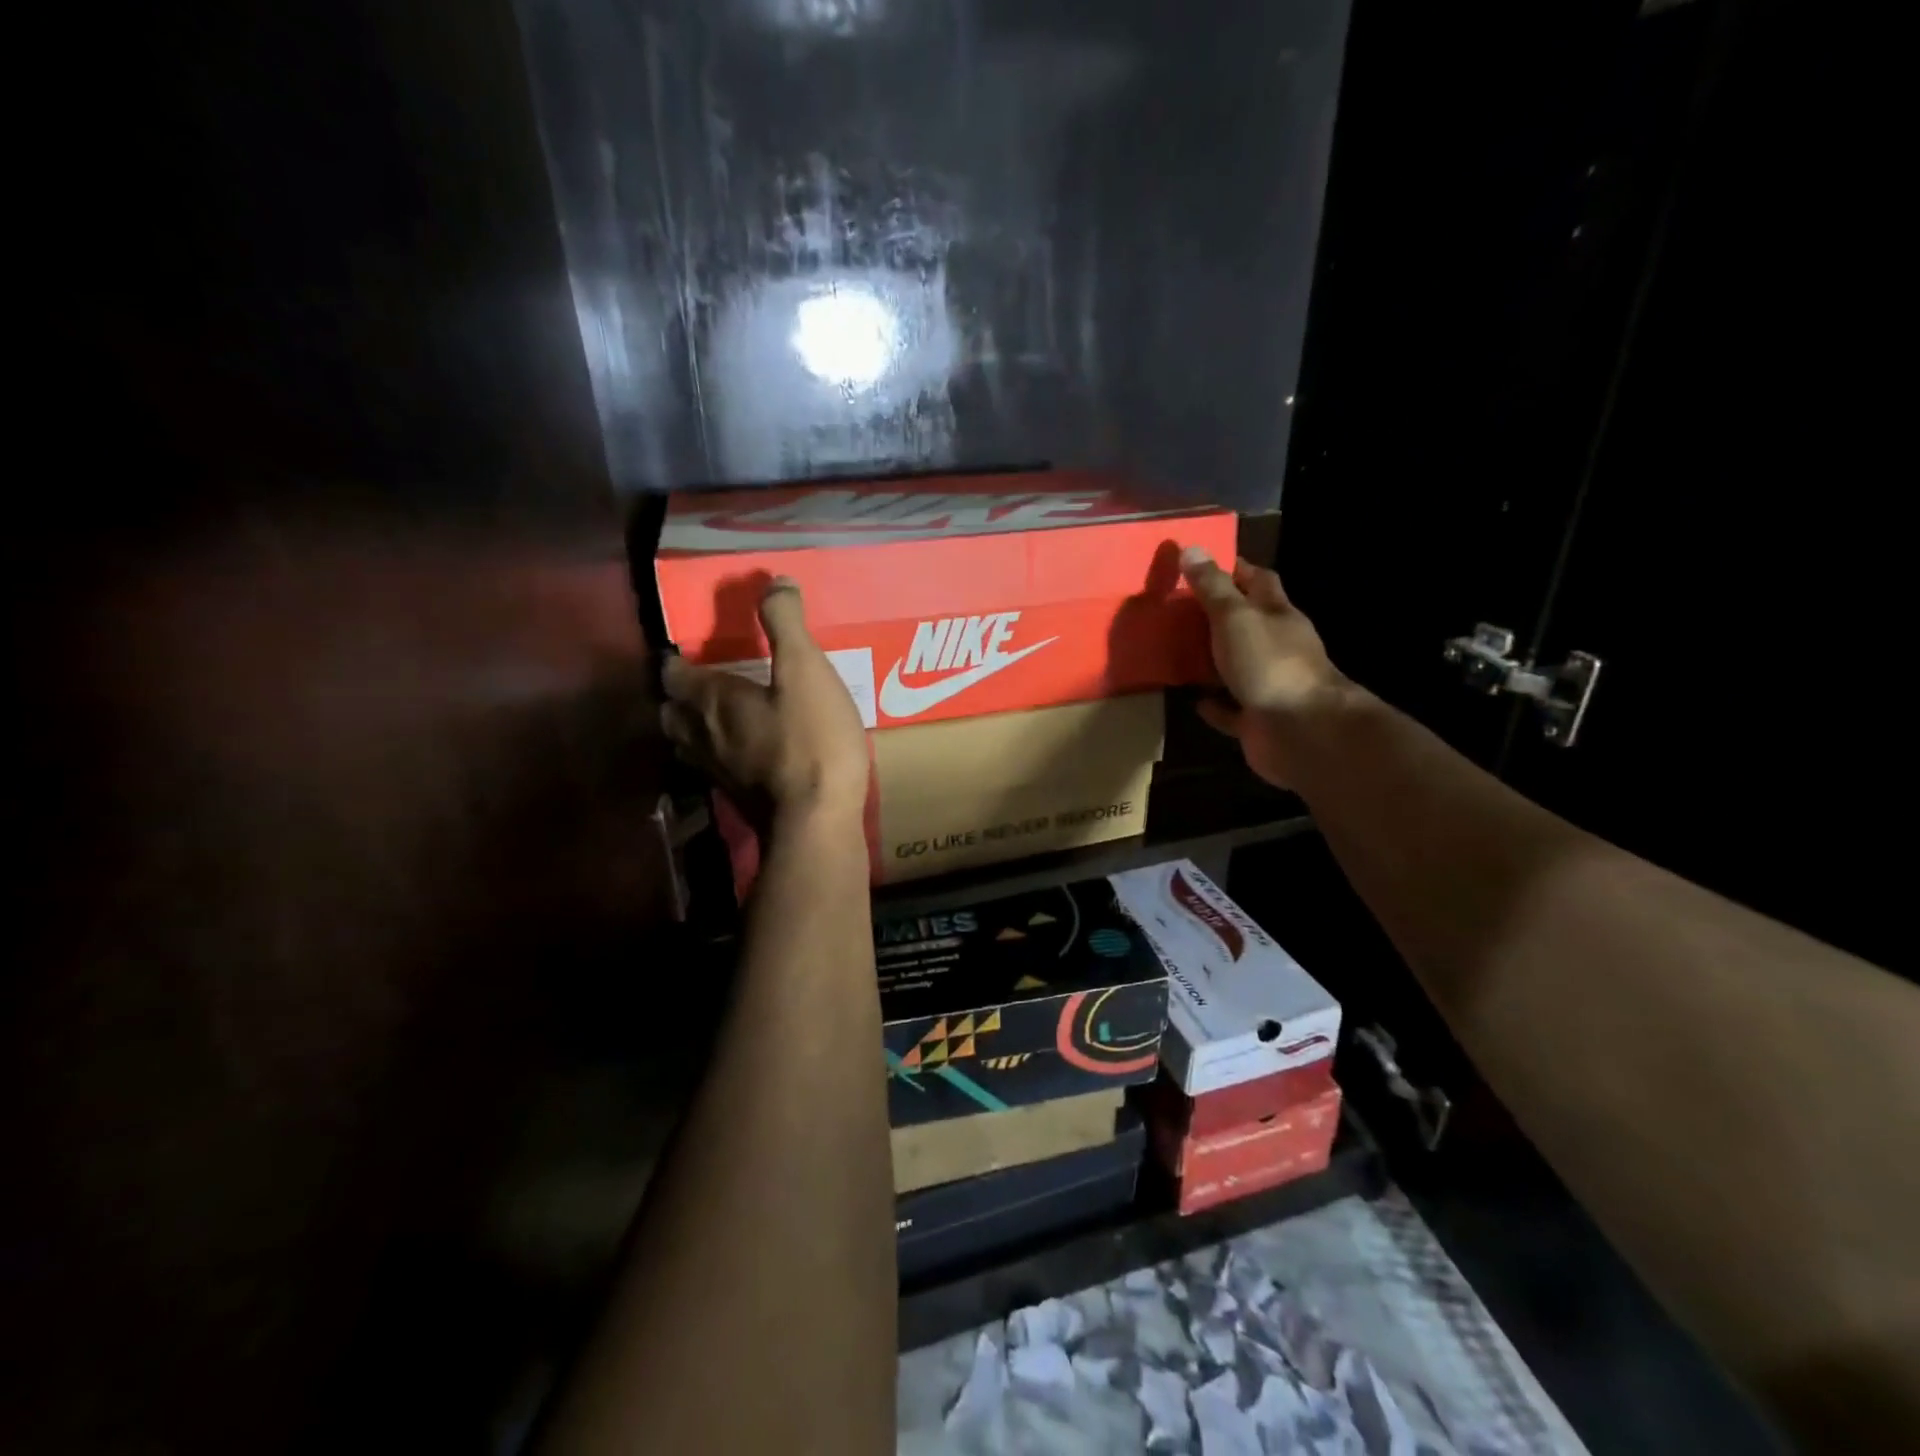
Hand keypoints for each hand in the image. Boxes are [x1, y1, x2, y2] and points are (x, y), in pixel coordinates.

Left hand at [660, 578, 869, 827]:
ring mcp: (716, 773)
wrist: (816, 822)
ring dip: (694, 728)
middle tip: (703, 683)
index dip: (676, 660)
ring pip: (688, 744)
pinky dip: (720, 755)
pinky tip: (745, 755)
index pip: (674, 674)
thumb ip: (786, 624)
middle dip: (680, 696)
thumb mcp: (806, 671)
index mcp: (711, 700)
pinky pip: (715, 769)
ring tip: (718, 717)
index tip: (687, 649)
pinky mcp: (736, 799)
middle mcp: (701, 736)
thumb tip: (773, 581)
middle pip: (672, 713)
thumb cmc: (811, 740)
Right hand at [1180, 547, 1347, 789]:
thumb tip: (1191, 547)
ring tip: (1175, 651)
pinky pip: (1230, 708)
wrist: (1300, 731)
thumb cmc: (1269, 664)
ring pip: (1236, 665)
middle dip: (1217, 615)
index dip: (1234, 569)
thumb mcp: (1235, 617)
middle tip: (1177, 608)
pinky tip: (1192, 699)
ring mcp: (1268, 684)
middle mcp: (1276, 646)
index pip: (1258, 581)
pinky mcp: (1257, 719)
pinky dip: (1213, 704)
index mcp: (1277, 615)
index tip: (1201, 563)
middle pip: (1246, 623)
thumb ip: (1213, 588)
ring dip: (1211, 659)